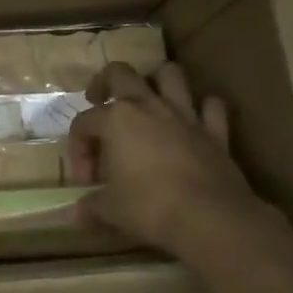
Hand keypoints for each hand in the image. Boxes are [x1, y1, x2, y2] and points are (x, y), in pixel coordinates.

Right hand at [67, 61, 281, 257]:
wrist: (210, 219)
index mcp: (115, 119)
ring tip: (147, 99)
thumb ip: (92, 206)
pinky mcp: (215, 132)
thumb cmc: (150, 207)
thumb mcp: (111, 209)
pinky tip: (195, 120)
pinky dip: (203, 108)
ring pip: (170, 75)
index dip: (78, 149)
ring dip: (156, 81)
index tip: (85, 181)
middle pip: (120, 74)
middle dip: (105, 83)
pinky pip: (212, 107)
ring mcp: (184, 115)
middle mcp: (148, 106)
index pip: (84, 122)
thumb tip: (77, 214)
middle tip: (100, 101)